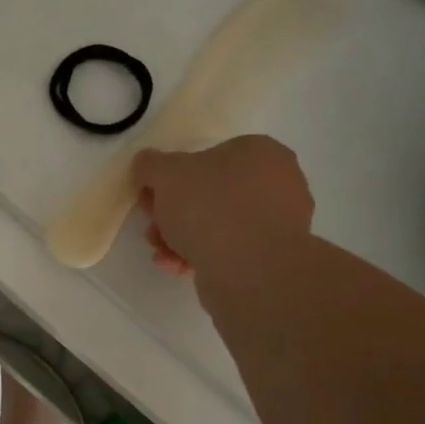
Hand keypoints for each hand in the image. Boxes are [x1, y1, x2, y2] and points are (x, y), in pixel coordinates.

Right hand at [132, 136, 313, 284]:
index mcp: (259, 151)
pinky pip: (229, 248)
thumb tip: (146, 165)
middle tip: (154, 229)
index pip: (206, 156)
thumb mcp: (165, 174)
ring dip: (182, 237)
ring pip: (216, 223)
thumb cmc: (210, 209)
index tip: (151, 199)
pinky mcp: (273, 255)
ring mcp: (279, 221)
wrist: (251, 272)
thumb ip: (150, 164)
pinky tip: (179, 266)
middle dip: (173, 213)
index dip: (170, 178)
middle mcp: (277, 181)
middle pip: (208, 193)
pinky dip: (201, 255)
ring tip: (162, 252)